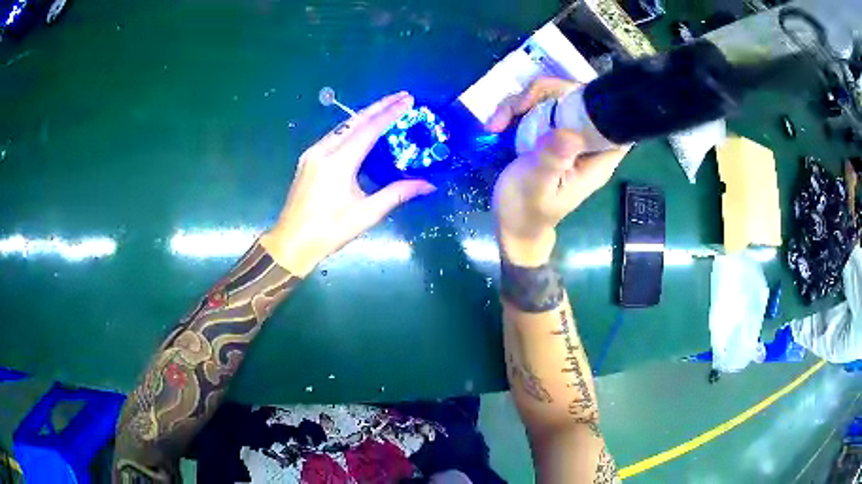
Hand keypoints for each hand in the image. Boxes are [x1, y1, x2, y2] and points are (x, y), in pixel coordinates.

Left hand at [261, 92, 434, 275]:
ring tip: (386, 107)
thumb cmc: (329, 231)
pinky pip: (333, 136)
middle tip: (401, 96)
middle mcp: (323, 151)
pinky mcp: (308, 159)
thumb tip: (428, 185)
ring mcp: (312, 154)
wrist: (291, 242)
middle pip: (354, 121)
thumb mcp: (366, 214)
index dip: (390, 113)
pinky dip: (352, 128)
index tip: (407, 100)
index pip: (369, 130)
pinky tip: (363, 128)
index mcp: (338, 163)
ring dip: (365, 115)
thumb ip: (397, 194)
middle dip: (379, 106)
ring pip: (342, 126)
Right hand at [487, 78, 628, 265]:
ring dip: (523, 101)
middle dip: (546, 93)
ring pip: (554, 97)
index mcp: (596, 159)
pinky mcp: (549, 133)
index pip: (612, 120)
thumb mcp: (535, 186)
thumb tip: (569, 132)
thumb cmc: (526, 211)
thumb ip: (552, 160)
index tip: (564, 97)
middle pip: (579, 97)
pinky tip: (497, 126)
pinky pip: (538, 107)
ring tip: (497, 124)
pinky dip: (516, 110)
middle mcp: (586, 142)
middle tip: (517, 108)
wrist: (511, 223)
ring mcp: (567, 135)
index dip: (595, 100)